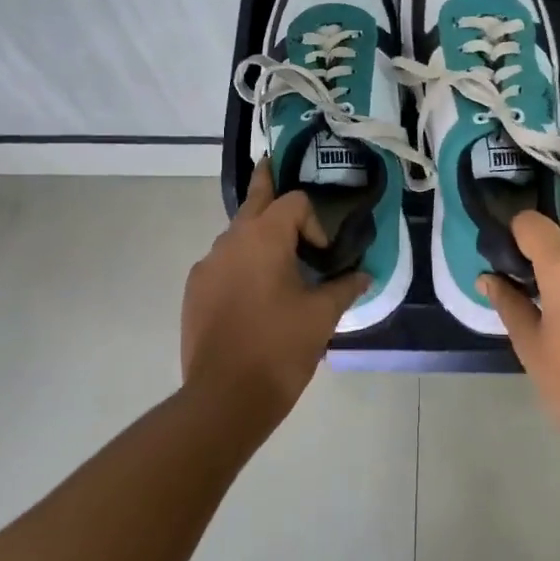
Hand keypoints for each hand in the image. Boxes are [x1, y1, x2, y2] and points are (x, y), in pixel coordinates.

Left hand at [181, 160, 367, 427]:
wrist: (225, 397)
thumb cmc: (280, 348)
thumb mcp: (322, 316)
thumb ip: (344, 287)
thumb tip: (364, 275)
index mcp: (263, 237)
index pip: (293, 203)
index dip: (315, 223)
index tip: (324, 257)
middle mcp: (230, 241)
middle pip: (253, 201)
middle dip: (267, 183)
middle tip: (271, 163)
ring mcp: (207, 266)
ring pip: (236, 236)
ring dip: (258, 236)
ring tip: (278, 260)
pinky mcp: (195, 291)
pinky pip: (223, 264)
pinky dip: (241, 265)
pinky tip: (254, 294)